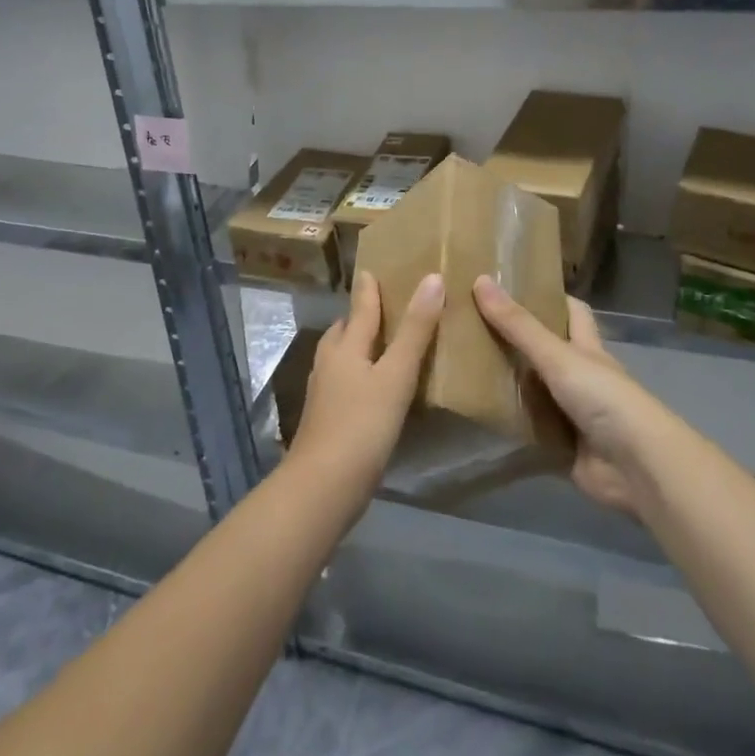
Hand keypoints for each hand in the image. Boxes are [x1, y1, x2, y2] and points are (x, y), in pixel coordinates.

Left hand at [287, 269, 443, 498]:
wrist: (322, 487)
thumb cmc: (361, 425)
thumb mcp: (396, 375)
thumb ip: (415, 330)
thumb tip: (433, 278)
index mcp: (345, 346)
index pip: (360, 307)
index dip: (369, 288)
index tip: (373, 268)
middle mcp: (330, 362)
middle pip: (345, 330)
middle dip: (361, 316)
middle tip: (385, 306)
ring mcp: (324, 392)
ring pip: (342, 357)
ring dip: (359, 346)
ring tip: (382, 345)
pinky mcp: (327, 418)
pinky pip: (344, 382)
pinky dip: (359, 374)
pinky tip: (374, 388)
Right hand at [474, 277, 674, 515]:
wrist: (638, 468)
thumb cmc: (604, 398)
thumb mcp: (558, 356)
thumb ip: (519, 325)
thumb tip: (481, 280)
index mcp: (587, 348)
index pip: (572, 312)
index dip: (550, 297)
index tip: (514, 287)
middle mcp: (581, 377)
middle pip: (547, 352)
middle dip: (517, 341)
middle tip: (474, 326)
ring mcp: (573, 414)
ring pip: (536, 392)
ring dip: (509, 385)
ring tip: (465, 368)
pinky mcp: (563, 448)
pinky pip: (531, 432)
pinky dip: (511, 427)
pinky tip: (479, 417)